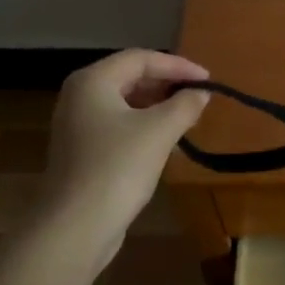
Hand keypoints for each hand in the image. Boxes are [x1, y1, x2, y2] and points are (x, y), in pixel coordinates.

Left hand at [42, 50, 211, 266]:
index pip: (140, 58)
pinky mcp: (82, 150)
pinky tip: (165, 141)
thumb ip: (184, 105)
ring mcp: (77, 125)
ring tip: (187, 116)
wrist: (76, 225)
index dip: (178, 65)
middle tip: (198, 96)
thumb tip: (200, 94)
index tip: (208, 81)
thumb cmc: (118, 167)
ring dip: (157, 106)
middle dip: (167, 84)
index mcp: (93, 81)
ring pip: (124, 103)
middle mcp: (79, 96)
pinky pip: (118, 125)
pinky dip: (143, 125)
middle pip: (130, 77)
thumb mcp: (159, 131)